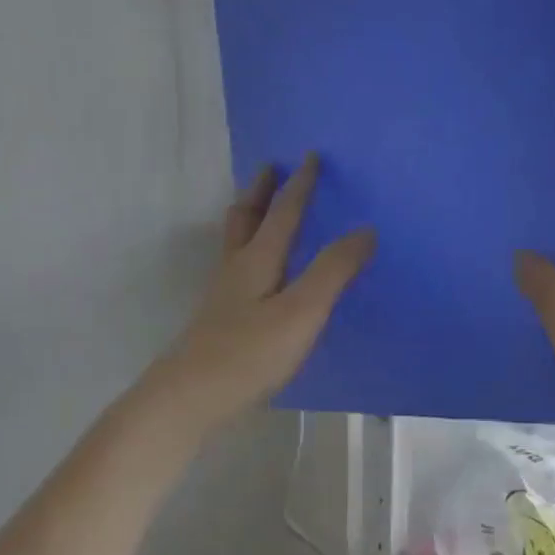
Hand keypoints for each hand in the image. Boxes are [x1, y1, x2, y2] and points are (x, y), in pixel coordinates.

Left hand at [151, 157, 374, 432]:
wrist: (189, 399)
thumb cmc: (250, 353)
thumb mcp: (302, 311)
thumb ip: (333, 271)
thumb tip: (365, 230)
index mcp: (257, 259)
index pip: (283, 212)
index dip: (299, 184)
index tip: (310, 156)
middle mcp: (236, 269)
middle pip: (246, 218)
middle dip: (261, 191)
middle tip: (271, 168)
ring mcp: (224, 295)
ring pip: (236, 242)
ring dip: (250, 217)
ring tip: (262, 210)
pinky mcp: (220, 319)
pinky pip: (238, 267)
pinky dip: (250, 250)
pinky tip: (259, 271)